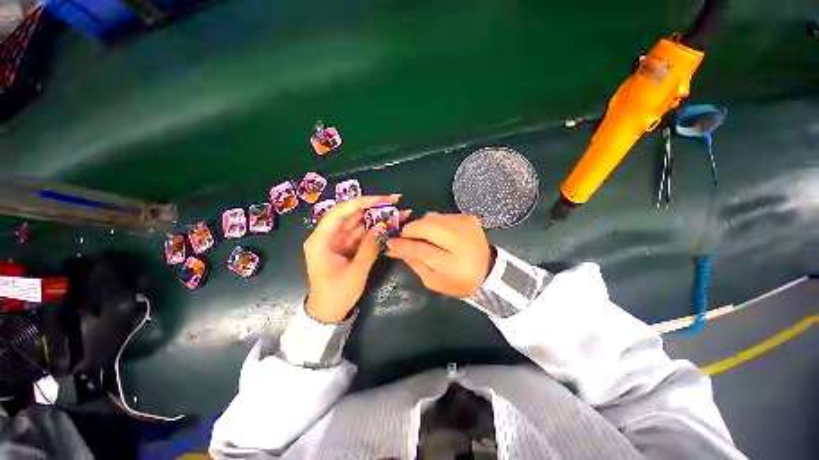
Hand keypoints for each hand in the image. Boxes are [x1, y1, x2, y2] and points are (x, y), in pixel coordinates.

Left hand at [303, 194, 404, 322]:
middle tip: (396, 201)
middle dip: (374, 206)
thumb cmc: (337, 293)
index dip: (362, 202)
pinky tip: (390, 224)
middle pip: (351, 214)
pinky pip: (362, 233)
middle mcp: (328, 235)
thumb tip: (382, 227)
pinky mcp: (347, 245)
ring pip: (359, 222)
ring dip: (377, 216)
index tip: (383, 200)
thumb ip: (369, 248)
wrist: (328, 312)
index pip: (340, 212)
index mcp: (321, 239)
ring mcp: (338, 240)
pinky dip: (376, 229)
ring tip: (398, 211)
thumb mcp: (356, 272)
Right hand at [386, 212, 492, 297]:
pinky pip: (442, 215)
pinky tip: (436, 233)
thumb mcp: (432, 281)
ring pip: (432, 216)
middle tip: (403, 236)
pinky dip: (434, 223)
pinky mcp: (469, 217)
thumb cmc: (458, 282)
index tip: (390, 242)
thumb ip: (413, 262)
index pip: (421, 250)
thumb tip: (393, 247)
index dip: (403, 245)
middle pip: (426, 226)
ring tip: (420, 236)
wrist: (488, 271)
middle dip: (409, 229)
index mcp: (453, 264)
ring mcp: (466, 225)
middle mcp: (461, 240)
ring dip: (421, 225)